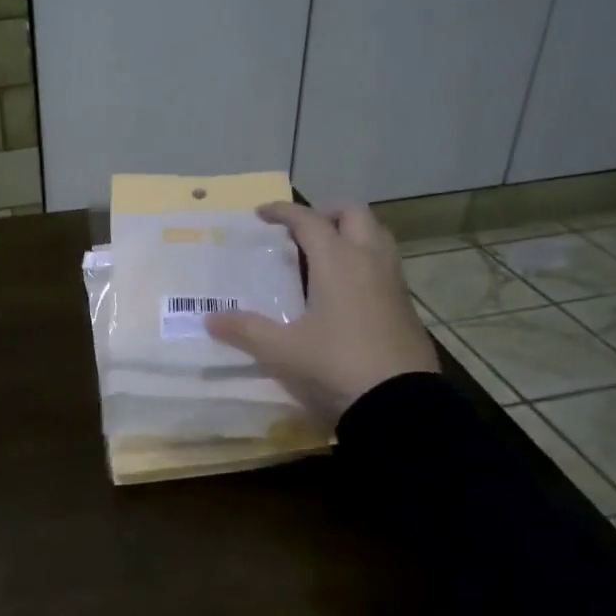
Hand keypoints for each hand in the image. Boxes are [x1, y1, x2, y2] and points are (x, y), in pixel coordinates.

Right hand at [205, 202, 437, 422]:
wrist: (400, 403)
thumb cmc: (336, 365)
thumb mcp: (282, 350)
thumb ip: (245, 330)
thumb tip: (210, 319)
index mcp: (337, 261)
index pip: (308, 220)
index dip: (283, 212)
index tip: (261, 214)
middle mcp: (369, 260)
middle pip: (354, 213)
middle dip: (325, 213)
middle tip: (301, 231)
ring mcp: (393, 281)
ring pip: (376, 235)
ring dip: (351, 233)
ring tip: (324, 255)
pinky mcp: (405, 305)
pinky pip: (385, 264)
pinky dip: (364, 260)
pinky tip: (346, 290)